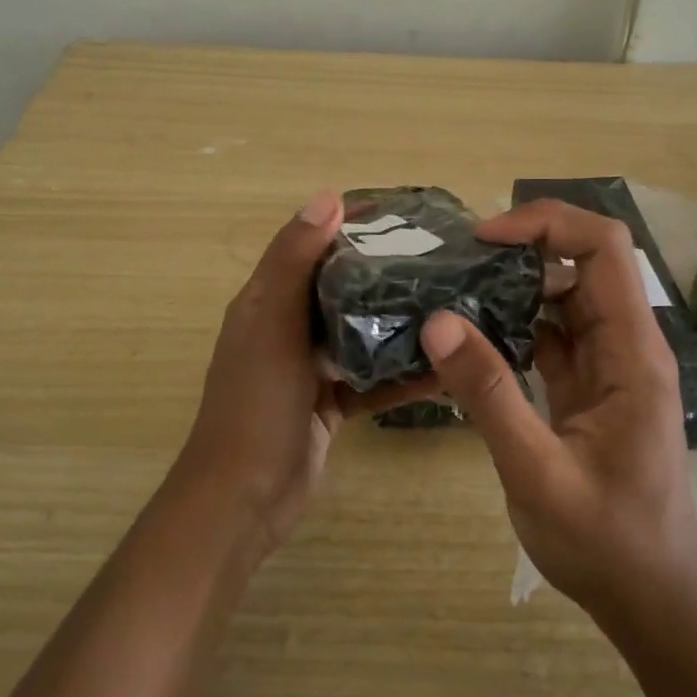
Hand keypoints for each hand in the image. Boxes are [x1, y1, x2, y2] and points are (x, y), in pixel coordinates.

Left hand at [175, 191, 438, 563]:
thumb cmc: (255, 405)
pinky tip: (443, 368)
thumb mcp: (271, 327)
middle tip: (441, 257)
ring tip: (451, 303)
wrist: (244, 499)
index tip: (402, 212)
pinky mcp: (331, 402)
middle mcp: (287, 327)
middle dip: (383, 270)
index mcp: (267, 300)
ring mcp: (310, 367)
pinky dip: (401, 374)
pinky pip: (371, 378)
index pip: (310, 245)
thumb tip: (329, 197)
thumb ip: (295, 263)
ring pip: (360, 331)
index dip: (348, 224)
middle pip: (341, 286)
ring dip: (397, 321)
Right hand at [419, 200, 696, 618]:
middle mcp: (627, 345)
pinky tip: (472, 337)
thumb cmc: (606, 541)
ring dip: (515, 288)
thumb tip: (438, 321)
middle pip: (583, 263)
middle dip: (522, 250)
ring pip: (565, 298)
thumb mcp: (537, 470)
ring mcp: (610, 366)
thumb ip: (489, 393)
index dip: (547, 224)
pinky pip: (554, 336)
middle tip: (456, 265)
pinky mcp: (591, 387)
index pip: (604, 247)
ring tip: (454, 291)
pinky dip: (515, 325)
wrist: (651, 600)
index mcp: (633, 352)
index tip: (486, 239)